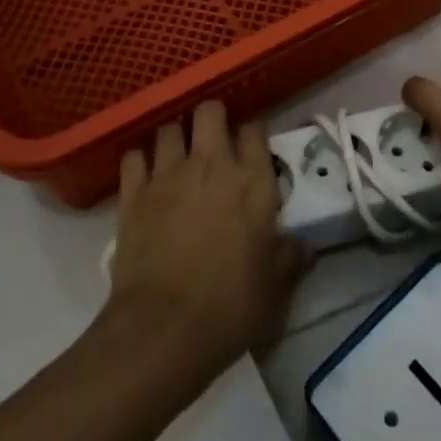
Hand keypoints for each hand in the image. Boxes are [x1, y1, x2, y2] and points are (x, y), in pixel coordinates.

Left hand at [107, 101, 311, 388]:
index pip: (255, 130)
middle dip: (212, 117)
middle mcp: (211, 165)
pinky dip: (140, 162)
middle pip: (210, 111)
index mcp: (252, 182)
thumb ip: (290, 258)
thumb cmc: (231, 307)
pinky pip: (133, 157)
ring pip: (169, 128)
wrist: (164, 329)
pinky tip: (145, 177)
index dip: (253, 132)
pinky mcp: (133, 193)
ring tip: (179, 157)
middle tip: (214, 140)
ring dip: (176, 138)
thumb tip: (307, 247)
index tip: (253, 145)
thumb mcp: (275, 287)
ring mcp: (168, 174)